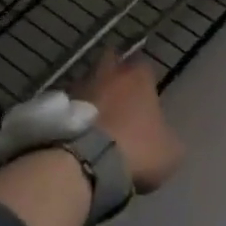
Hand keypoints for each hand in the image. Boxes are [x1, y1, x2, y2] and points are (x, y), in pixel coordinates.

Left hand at [71, 52, 182, 193]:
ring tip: (94, 122)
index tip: (146, 96)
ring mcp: (78, 87)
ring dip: (90, 96)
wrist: (84, 164)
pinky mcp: (54, 107)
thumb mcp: (170, 153)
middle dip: (114, 74)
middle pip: (110, 61)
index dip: (145, 79)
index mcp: (138, 76)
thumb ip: (169, 139)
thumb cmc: (136, 150)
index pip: (145, 65)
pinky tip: (76, 136)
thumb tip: (164, 139)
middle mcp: (108, 73)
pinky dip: (71, 116)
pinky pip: (67, 106)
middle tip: (118, 96)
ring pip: (86, 82)